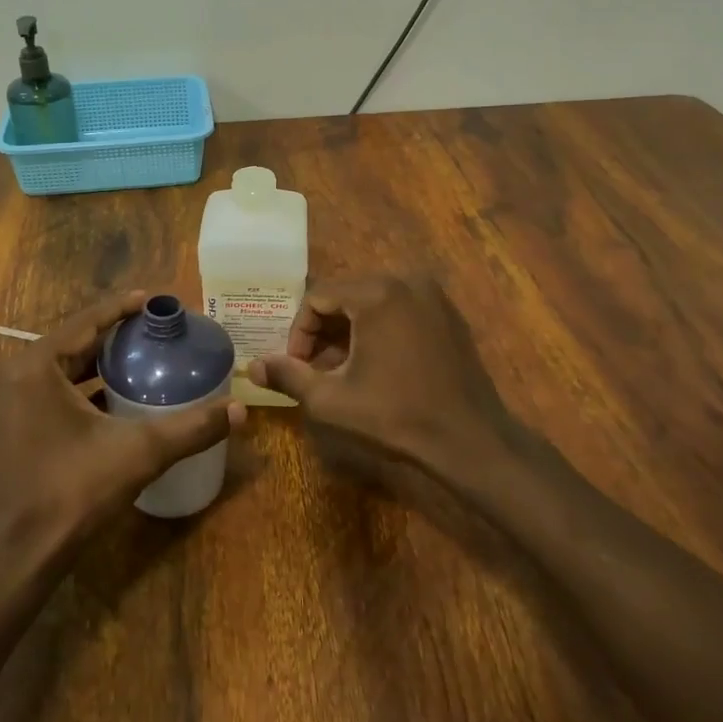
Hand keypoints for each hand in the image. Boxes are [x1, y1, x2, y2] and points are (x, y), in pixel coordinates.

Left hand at [0, 291, 244, 565]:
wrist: (21, 555)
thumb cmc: (74, 492)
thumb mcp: (139, 453)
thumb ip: (191, 428)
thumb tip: (241, 410)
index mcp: (33, 367)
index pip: (84, 322)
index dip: (121, 308)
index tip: (152, 299)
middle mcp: (10, 375)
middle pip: (70, 343)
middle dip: (112, 335)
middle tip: (152, 330)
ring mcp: (1, 402)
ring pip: (57, 368)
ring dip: (94, 361)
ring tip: (138, 356)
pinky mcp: (3, 425)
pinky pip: (45, 390)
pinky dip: (77, 387)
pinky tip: (112, 394)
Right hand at [248, 274, 523, 489]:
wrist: (470, 440)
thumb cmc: (396, 416)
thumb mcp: (332, 399)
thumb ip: (288, 376)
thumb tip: (252, 366)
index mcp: (377, 293)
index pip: (317, 298)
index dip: (299, 332)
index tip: (297, 367)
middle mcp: (406, 281)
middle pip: (345, 296)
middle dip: (323, 332)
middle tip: (315, 369)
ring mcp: (433, 296)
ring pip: (372, 303)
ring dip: (349, 332)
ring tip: (341, 371)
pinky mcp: (448, 315)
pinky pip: (400, 311)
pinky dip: (379, 330)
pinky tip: (376, 366)